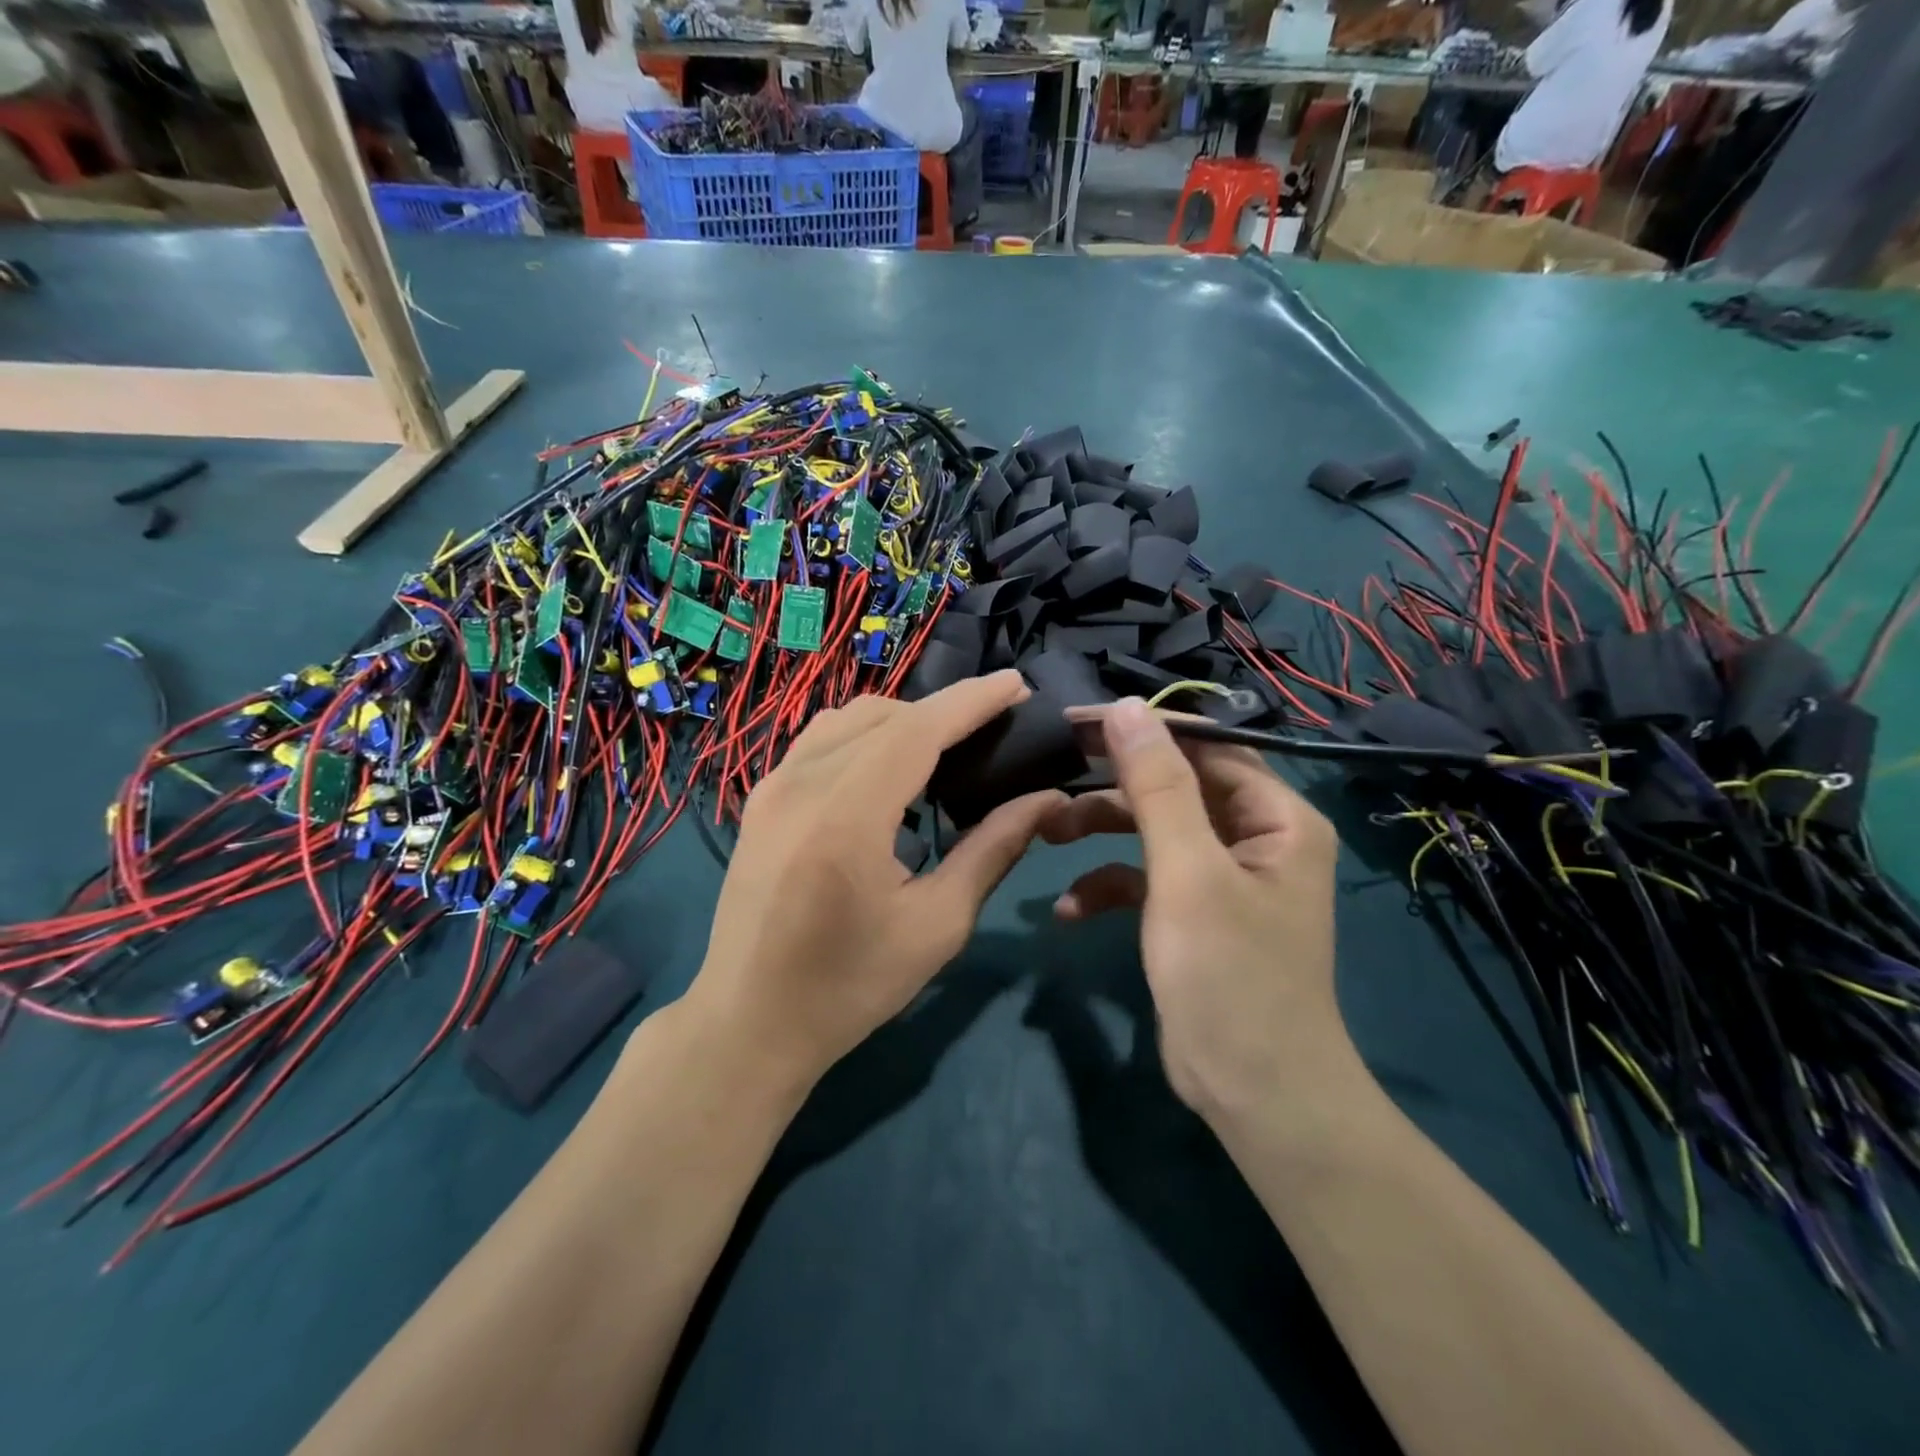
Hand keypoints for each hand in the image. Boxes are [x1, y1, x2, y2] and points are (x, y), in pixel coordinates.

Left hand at [683, 671, 1064, 1089]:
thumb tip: (1045, 800)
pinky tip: (890, 770)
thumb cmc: (850, 986)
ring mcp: (771, 787)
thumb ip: (993, 850)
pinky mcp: (760, 799)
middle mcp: (801, 784)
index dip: (971, 701)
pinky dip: (865, 736)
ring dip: (903, 720)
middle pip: (884, 715)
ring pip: (848, 720)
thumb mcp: (937, 925)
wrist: (749, 1022)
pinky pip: (820, 741)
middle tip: (993, 727)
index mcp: (846, 816)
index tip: (1016, 684)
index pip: (918, 730)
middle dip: (944, 710)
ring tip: (947, 747)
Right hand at [1040, 699, 1344, 1121]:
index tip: (1075, 722)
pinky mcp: (1194, 912)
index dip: (1142, 728)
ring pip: (1154, 828)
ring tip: (1048, 833)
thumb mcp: (1187, 874)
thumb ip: (1157, 786)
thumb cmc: (1230, 977)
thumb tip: (1126, 708)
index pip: (1205, 745)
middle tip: (1053, 765)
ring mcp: (1223, 876)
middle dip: (1113, 782)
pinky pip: (1146, 878)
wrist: (1256, 1096)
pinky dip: (1109, 884)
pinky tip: (1070, 910)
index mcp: (1276, 817)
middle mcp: (1255, 837)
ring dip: (1102, 830)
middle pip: (1176, 784)